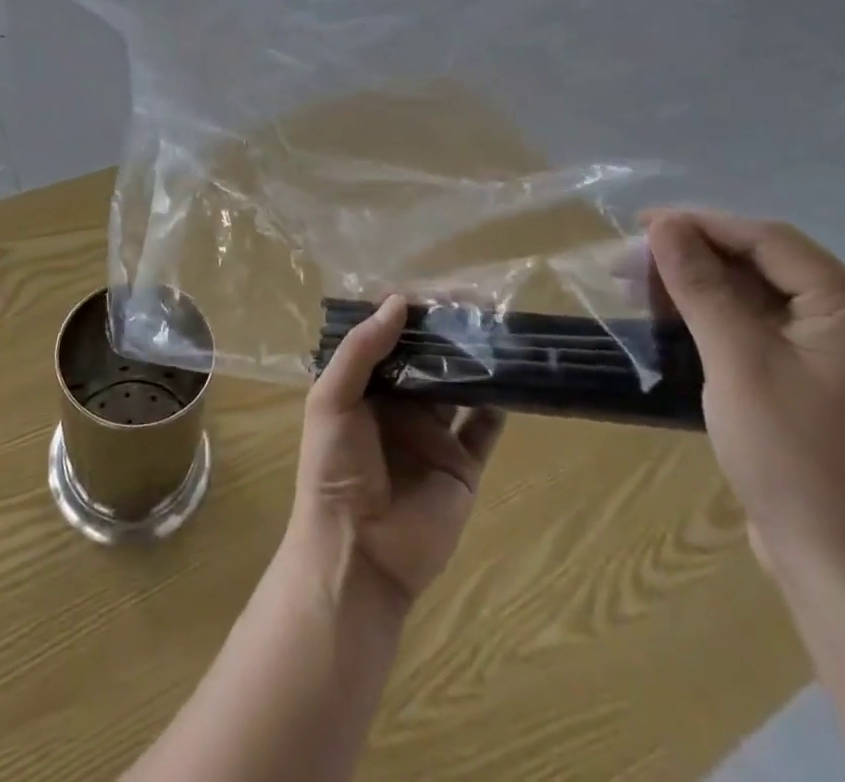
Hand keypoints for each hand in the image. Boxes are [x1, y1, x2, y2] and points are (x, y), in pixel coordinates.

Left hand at [290, 294, 504, 605]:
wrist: (359, 554)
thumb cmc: (334, 468)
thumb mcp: (332, 399)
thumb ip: (362, 350)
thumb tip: (399, 301)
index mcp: (364, 388)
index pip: (389, 339)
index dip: (409, 314)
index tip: (436, 290)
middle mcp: (399, 406)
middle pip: (427, 359)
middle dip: (448, 332)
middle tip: (477, 303)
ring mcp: (433, 435)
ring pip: (459, 387)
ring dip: (475, 361)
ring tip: (498, 330)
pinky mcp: (462, 466)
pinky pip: (485, 429)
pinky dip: (499, 405)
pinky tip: (512, 378)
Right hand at [643, 209, 844, 593]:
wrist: (840, 565)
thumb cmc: (790, 453)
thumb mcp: (736, 358)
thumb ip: (700, 284)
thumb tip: (664, 224)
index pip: (770, 240)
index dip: (700, 225)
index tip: (639, 226)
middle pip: (768, 264)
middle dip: (696, 256)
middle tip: (632, 263)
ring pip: (763, 296)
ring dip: (702, 286)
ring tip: (643, 290)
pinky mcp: (826, 384)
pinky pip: (768, 329)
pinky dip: (721, 318)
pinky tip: (678, 323)